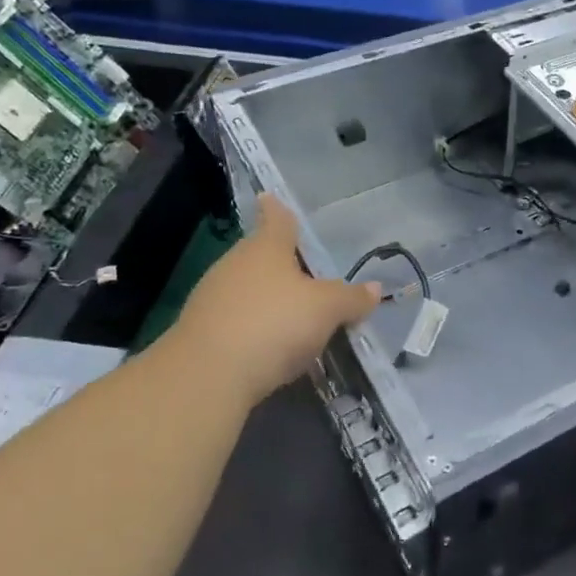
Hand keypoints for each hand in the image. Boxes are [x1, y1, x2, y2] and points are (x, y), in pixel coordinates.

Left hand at [173, 195, 382, 406]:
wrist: (206, 377)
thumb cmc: (273, 324)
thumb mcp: (326, 310)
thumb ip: (351, 298)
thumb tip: (375, 289)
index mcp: (266, 248)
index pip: (275, 219)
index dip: (277, 209)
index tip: (270, 198)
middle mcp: (235, 264)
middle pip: (260, 255)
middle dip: (280, 264)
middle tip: (306, 276)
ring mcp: (212, 298)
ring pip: (246, 290)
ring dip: (267, 300)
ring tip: (294, 319)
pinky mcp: (200, 333)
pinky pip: (236, 322)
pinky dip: (253, 328)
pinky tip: (270, 349)